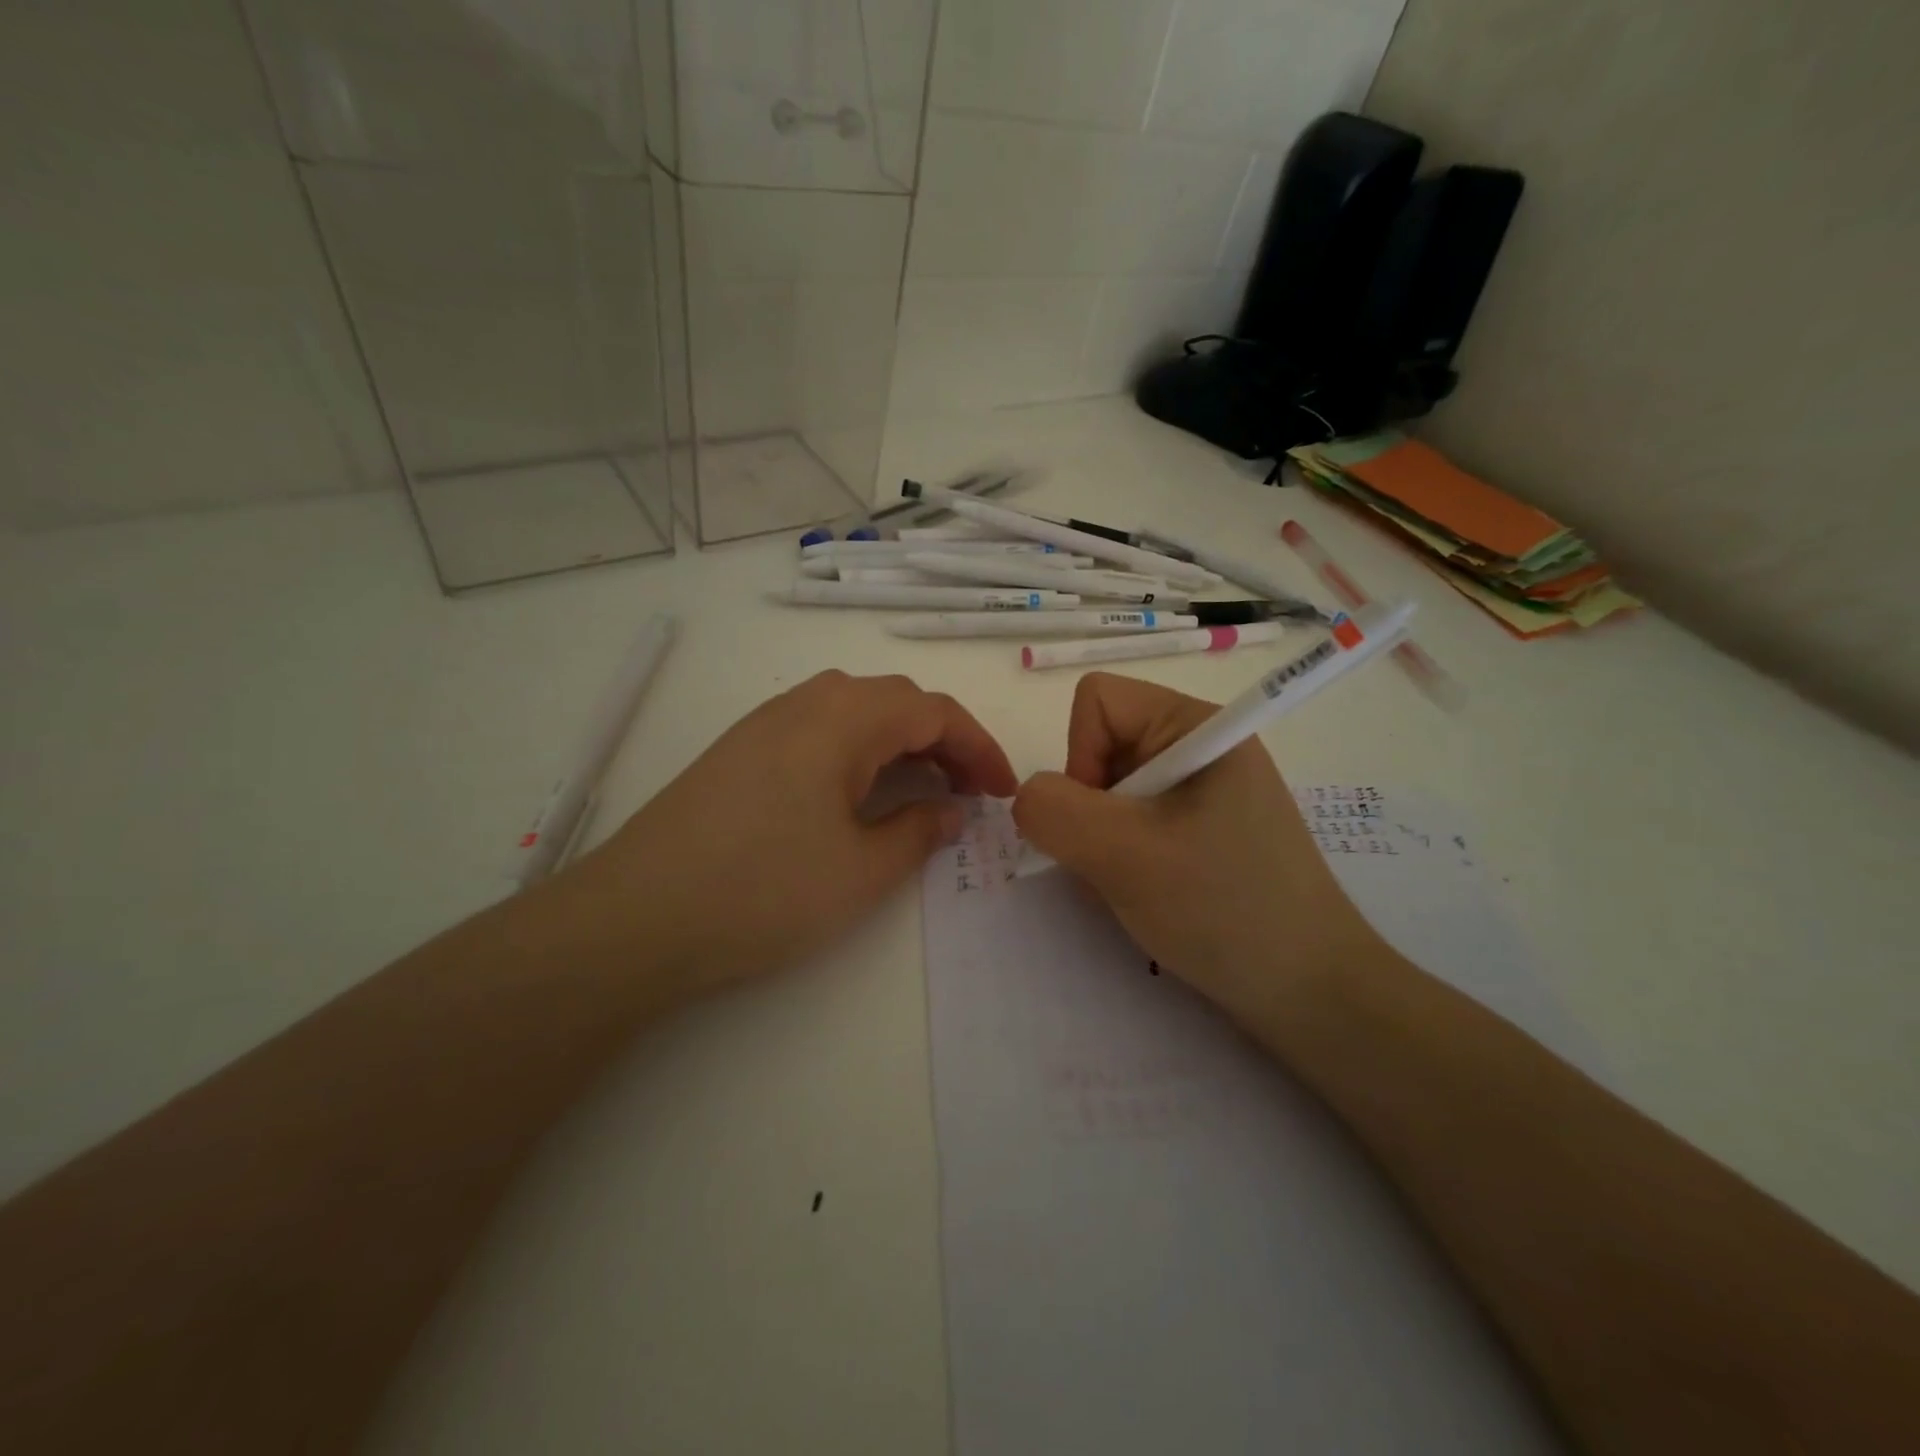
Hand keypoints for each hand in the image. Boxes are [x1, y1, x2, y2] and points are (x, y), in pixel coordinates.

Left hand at [565, 671, 1015, 1000]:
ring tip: (922, 789)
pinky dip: (858, 751)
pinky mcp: (739, 750)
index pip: (933, 710)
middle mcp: (804, 703)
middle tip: (969, 791)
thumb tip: (950, 810)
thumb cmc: (764, 891)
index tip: (1003, 791)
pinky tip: (857, 794)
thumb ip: (918, 832)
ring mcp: (765, 723)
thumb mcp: (861, 870)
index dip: (978, 747)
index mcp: (843, 718)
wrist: (635, 919)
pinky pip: (818, 730)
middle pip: (894, 701)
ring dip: (899, 741)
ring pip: (854, 711)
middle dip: (943, 740)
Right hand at [1012, 673, 1384, 1032]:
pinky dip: (1122, 859)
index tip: (1104, 821)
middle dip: (1091, 809)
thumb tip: (1028, 797)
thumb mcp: (1125, 855)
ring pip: (1110, 792)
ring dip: (1103, 842)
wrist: (1311, 994)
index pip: (1096, 701)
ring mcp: (1203, 791)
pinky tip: (1148, 895)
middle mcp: (1199, 746)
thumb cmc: (1224, 909)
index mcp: (1195, 726)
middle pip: (1100, 747)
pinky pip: (1133, 824)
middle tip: (1122, 863)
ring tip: (1137, 886)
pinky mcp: (1202, 831)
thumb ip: (1054, 811)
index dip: (1080, 756)